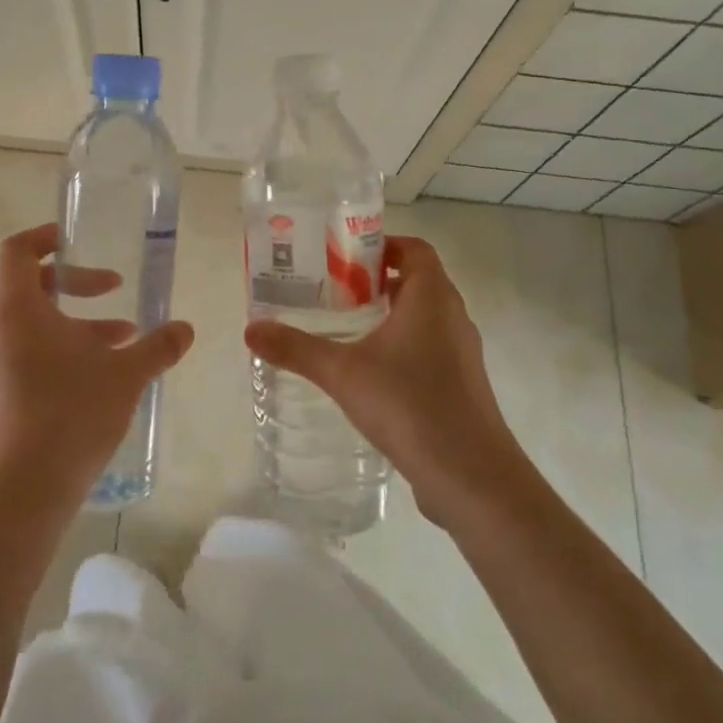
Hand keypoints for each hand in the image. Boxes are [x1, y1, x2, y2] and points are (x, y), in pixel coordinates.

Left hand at [0, 223, 194, 513]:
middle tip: (116, 292)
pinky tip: (100, 382)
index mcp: (18, 310)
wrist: (24, 492)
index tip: (76, 240)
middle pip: (32, 288)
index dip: (45, 237)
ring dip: (77, 327)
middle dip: (78, 286)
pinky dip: (62, 355)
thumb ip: (158, 346)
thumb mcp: (125, 374)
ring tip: (123, 345)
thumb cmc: (71, 413)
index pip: (18, 251)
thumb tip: (186, 328)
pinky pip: (28, 358)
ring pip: (35, 328)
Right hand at [244, 236, 525, 528]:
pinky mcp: (462, 385)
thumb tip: (250, 329)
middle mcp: (453, 317)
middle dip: (377, 280)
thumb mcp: (342, 373)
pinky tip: (372, 373)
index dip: (382, 245)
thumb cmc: (409, 405)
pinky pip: (431, 348)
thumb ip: (296, 349)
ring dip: (391, 314)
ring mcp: (462, 353)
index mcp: (432, 297)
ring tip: (347, 328)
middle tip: (335, 290)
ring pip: (426, 317)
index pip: (414, 249)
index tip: (344, 257)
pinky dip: (404, 346)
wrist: (471, 476)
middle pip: (418, 280)